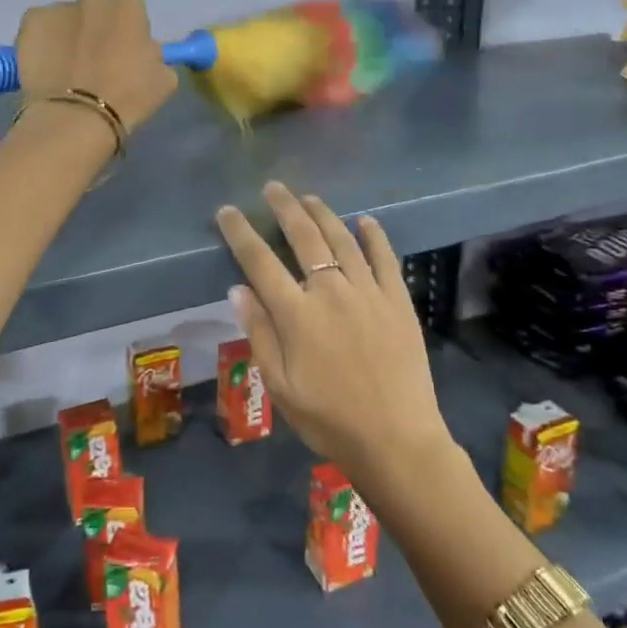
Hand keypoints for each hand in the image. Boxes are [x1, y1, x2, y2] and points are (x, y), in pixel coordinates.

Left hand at [15, 0, 177, 134]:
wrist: (76, 117)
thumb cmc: (127, 99)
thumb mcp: (163, 79)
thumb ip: (154, 56)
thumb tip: (143, 52)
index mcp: (129, 8)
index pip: (131, 11)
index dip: (127, 34)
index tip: (123, 56)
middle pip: (97, 9)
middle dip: (96, 29)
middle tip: (93, 62)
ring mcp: (59, 8)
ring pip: (66, 18)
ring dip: (68, 35)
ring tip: (65, 68)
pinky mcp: (31, 22)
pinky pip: (39, 28)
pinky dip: (41, 42)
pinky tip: (45, 67)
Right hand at [216, 182, 451, 486]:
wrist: (397, 440)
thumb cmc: (329, 419)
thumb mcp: (280, 386)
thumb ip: (259, 333)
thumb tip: (238, 289)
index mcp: (297, 314)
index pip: (260, 261)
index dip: (241, 232)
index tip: (228, 211)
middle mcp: (331, 291)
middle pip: (304, 237)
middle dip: (285, 208)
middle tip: (273, 187)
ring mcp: (368, 292)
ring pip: (342, 239)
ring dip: (323, 214)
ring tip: (309, 197)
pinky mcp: (398, 300)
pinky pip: (385, 258)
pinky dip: (374, 236)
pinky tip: (366, 221)